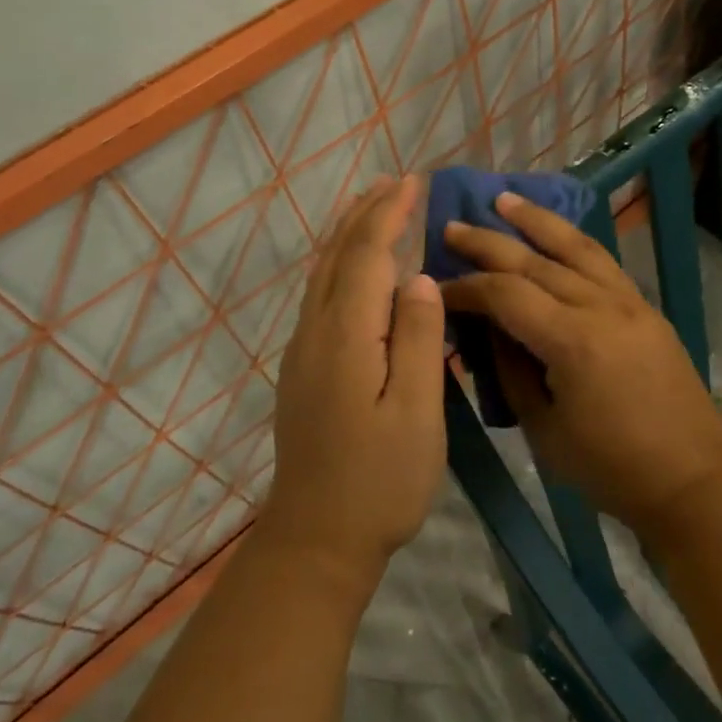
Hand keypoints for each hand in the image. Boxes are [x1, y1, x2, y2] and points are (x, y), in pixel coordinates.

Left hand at [263, 176, 447, 587]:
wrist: (316, 539)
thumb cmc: (380, 480)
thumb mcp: (415, 411)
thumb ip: (417, 339)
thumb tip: (418, 278)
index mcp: (346, 336)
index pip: (366, 257)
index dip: (388, 216)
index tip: (411, 182)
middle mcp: (315, 333)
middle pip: (336, 257)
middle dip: (364, 215)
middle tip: (393, 183)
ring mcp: (303, 352)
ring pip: (322, 276)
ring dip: (347, 236)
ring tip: (371, 209)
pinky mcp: (303, 371)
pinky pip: (319, 297)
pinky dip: (339, 266)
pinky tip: (354, 271)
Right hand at [440, 193, 721, 534]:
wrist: (692, 480)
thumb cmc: (610, 468)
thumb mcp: (543, 429)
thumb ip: (511, 371)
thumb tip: (488, 329)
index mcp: (572, 341)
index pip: (504, 294)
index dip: (465, 288)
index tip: (435, 288)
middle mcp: (601, 307)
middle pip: (534, 261)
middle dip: (488, 243)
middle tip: (451, 226)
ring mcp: (628, 302)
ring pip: (575, 247)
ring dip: (536, 221)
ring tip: (504, 200)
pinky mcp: (644, 308)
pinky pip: (602, 261)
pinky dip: (573, 240)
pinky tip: (556, 232)